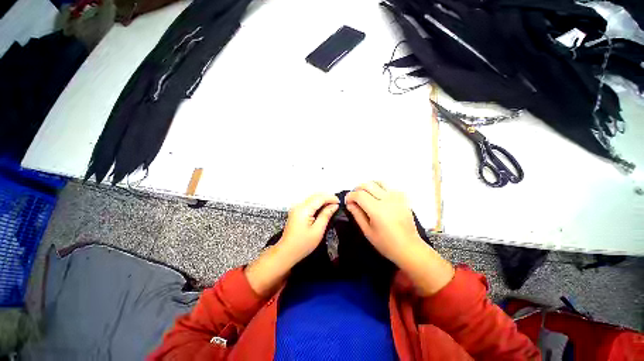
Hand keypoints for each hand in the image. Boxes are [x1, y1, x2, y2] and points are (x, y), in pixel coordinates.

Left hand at [245, 193, 338, 296]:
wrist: (286, 252)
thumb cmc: (303, 244)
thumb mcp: (318, 231)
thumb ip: (326, 215)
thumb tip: (334, 205)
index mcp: (304, 209)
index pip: (319, 198)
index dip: (331, 198)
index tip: (340, 202)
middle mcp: (299, 205)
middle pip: (315, 195)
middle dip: (327, 197)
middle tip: (337, 204)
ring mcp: (296, 207)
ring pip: (312, 198)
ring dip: (322, 199)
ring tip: (332, 206)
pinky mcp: (296, 211)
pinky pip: (309, 202)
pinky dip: (317, 203)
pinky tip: (323, 209)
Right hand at [346, 181, 453, 295]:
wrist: (409, 248)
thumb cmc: (386, 243)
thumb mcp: (367, 231)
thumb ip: (357, 215)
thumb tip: (349, 204)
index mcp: (377, 210)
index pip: (359, 195)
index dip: (350, 196)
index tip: (347, 202)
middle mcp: (387, 199)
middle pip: (368, 185)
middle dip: (357, 189)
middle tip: (354, 198)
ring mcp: (397, 197)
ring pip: (379, 182)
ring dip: (369, 186)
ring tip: (365, 195)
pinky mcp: (402, 198)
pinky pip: (389, 187)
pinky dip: (380, 188)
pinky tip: (378, 197)